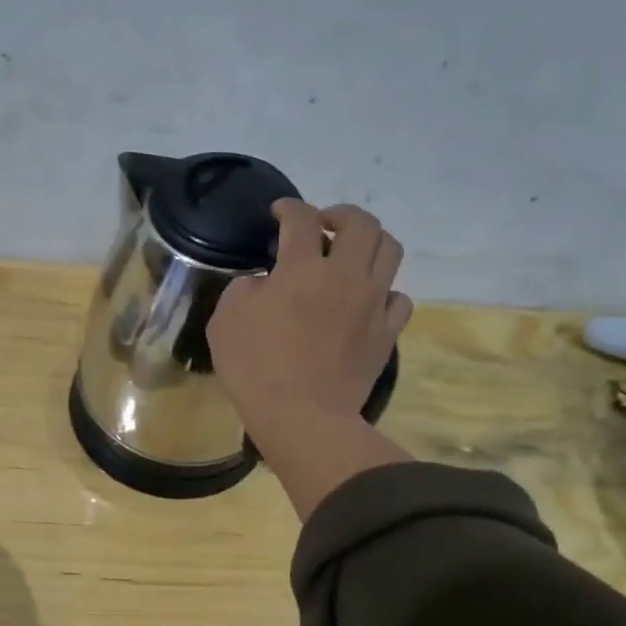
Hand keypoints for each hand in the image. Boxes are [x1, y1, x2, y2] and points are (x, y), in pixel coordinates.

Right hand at [207, 201, 414, 518]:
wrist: (302, 417)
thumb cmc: (255, 368)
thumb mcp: (225, 321)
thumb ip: (244, 289)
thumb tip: (263, 283)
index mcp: (303, 268)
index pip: (301, 219)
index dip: (289, 208)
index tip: (278, 212)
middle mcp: (346, 276)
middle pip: (361, 223)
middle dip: (340, 214)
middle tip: (323, 224)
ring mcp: (373, 304)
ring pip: (390, 250)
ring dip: (370, 241)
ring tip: (351, 253)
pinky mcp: (387, 333)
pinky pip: (400, 298)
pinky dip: (384, 289)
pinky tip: (367, 299)